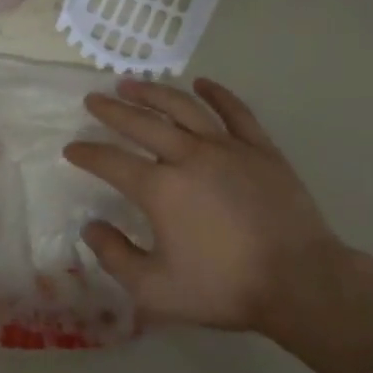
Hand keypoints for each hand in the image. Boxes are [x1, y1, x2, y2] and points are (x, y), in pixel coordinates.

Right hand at [63, 77, 367, 335]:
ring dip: (153, 92)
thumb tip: (91, 227)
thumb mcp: (155, 290)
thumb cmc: (224, 287)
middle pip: (142, 123)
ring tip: (130, 83)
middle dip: (111, 110)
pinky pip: (235, 111)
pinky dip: (217, 94)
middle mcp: (188, 157)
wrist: (300, 282)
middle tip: (93, 100)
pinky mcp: (260, 149)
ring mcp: (227, 148)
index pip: (111, 162)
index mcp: (160, 189)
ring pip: (183, 108)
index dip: (87, 154)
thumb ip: (115, 257)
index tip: (72, 148)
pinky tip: (202, 83)